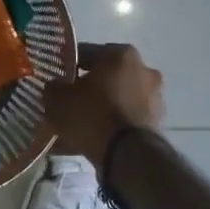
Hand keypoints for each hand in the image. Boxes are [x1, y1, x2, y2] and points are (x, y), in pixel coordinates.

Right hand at [44, 43, 164, 168]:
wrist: (127, 155)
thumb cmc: (92, 114)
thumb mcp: (58, 98)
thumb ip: (53, 87)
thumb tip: (55, 87)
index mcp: (120, 54)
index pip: (86, 53)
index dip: (67, 66)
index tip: (55, 78)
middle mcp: (143, 70)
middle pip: (105, 76)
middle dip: (87, 88)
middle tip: (67, 102)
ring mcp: (153, 98)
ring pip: (116, 99)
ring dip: (100, 108)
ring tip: (78, 125)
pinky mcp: (156, 123)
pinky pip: (125, 120)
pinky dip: (110, 126)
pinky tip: (91, 139)